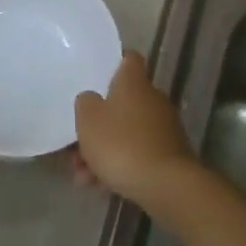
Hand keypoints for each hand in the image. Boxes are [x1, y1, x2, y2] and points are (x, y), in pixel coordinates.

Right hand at [73, 51, 197, 208]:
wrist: (166, 185)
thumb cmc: (121, 143)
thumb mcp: (88, 119)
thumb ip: (85, 103)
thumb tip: (91, 99)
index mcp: (134, 82)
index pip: (128, 59)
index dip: (112, 63)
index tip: (95, 75)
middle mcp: (152, 99)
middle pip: (121, 102)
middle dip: (97, 124)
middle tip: (76, 144)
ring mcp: (163, 128)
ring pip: (126, 132)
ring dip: (103, 151)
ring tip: (82, 176)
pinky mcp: (169, 155)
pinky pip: (137, 153)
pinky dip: (120, 166)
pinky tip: (100, 186)